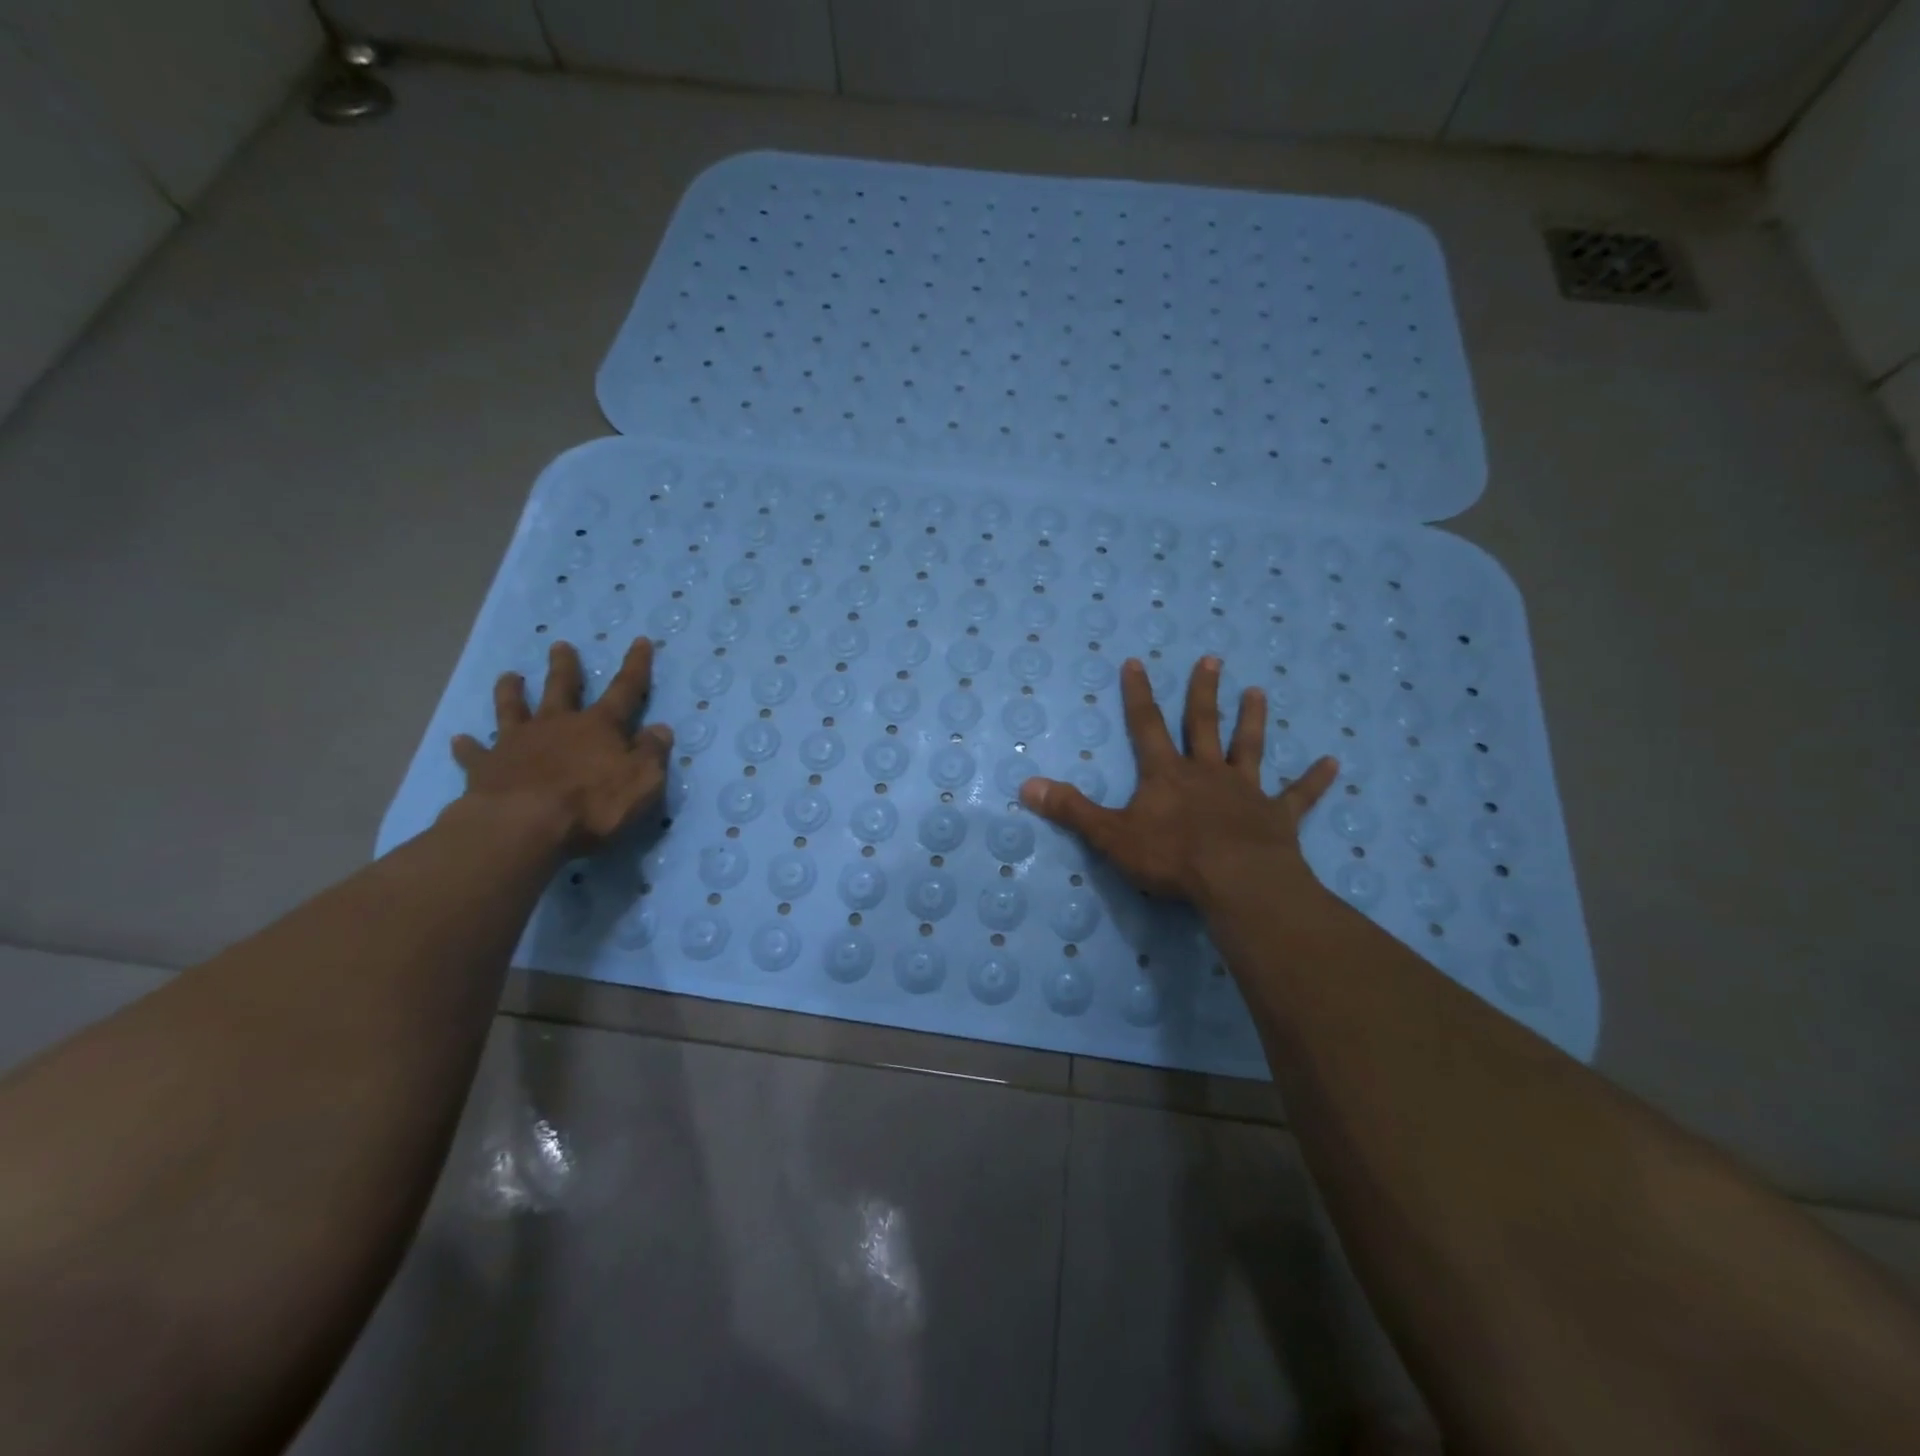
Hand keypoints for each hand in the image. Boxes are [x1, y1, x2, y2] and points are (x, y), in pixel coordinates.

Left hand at [450, 638, 673, 854]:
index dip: (635, 667)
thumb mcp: (642, 781)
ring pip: (513, 709)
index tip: (639, 641)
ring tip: (507, 676)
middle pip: (561, 688)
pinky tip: (459, 738)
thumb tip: (660, 729)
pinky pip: (474, 753)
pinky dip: (467, 746)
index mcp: (598, 727)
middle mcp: (556, 725)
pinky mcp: (486, 767)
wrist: (522, 825)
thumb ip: (652, 754)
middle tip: (559, 645)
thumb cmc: (592, 804)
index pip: (625, 690)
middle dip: (564, 667)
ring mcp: (517, 743)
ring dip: (511, 692)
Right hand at [1019, 656, 1337, 909]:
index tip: (1137, 662)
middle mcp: (1207, 773)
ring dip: (1253, 721)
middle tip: (1212, 659)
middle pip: (1203, 724)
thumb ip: (1071, 809)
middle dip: (1203, 692)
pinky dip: (1314, 780)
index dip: (1139, 695)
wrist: (1235, 881)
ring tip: (1259, 692)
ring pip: (1249, 748)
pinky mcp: (1277, 817)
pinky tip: (1333, 763)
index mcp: (1167, 774)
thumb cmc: (1171, 857)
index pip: (1147, 726)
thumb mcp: (1111, 835)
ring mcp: (1245, 792)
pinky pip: (1298, 795)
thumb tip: (1026, 786)